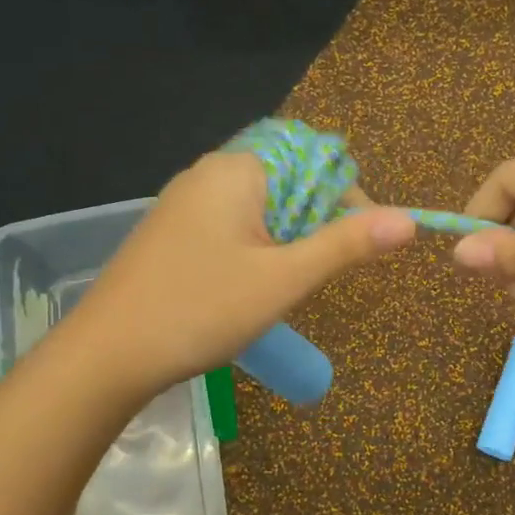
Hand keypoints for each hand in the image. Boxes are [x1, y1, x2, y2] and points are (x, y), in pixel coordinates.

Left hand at [73, 150, 415, 396]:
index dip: (348, 197)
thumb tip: (409, 220)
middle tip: (320, 270)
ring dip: (288, 236)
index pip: (315, 158)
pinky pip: (232, 223)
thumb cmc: (200, 309)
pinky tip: (251, 285)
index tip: (361, 243)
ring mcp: (185, 202)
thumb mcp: (283, 279)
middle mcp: (209, 172)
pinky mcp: (172, 231)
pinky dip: (257, 246)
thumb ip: (346, 245)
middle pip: (288, 178)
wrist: (105, 356)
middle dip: (317, 220)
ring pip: (261, 204)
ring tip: (289, 282)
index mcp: (238, 169)